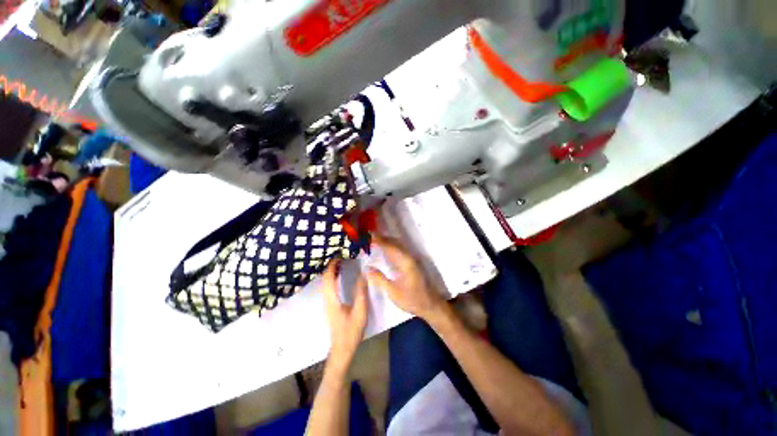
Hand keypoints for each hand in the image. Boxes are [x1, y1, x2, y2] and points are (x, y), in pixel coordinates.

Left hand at [320, 260, 368, 370]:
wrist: (342, 349)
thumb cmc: (351, 331)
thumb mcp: (360, 312)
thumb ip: (361, 292)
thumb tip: (363, 275)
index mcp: (332, 299)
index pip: (328, 278)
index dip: (332, 265)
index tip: (338, 255)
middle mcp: (327, 299)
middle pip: (324, 279)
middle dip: (330, 266)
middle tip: (340, 255)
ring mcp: (327, 303)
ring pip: (325, 283)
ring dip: (331, 271)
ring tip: (340, 262)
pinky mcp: (330, 305)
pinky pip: (328, 287)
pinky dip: (332, 277)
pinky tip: (340, 276)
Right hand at [366, 234, 444, 321]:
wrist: (430, 305)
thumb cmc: (412, 299)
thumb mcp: (393, 292)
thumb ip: (380, 279)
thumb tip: (367, 268)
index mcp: (405, 261)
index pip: (390, 246)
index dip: (379, 240)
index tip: (367, 236)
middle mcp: (409, 256)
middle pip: (394, 242)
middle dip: (381, 238)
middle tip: (368, 237)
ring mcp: (411, 259)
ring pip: (397, 245)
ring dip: (386, 241)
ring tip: (374, 240)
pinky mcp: (411, 263)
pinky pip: (399, 250)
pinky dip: (390, 247)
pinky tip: (384, 250)